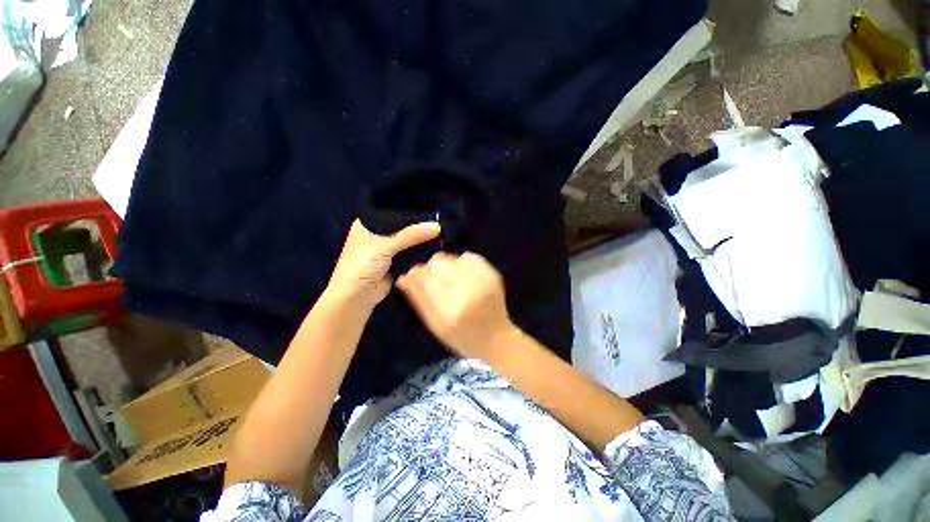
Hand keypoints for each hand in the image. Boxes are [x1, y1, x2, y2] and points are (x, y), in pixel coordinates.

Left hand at [328, 219, 440, 307]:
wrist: (357, 297)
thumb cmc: (362, 265)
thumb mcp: (384, 246)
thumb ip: (410, 235)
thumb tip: (436, 226)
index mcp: (367, 223)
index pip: (391, 210)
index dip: (408, 208)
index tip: (430, 204)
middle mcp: (377, 233)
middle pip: (401, 225)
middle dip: (417, 223)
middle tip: (438, 217)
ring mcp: (386, 248)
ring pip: (407, 238)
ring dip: (419, 237)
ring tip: (440, 228)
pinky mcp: (395, 261)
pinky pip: (410, 251)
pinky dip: (419, 249)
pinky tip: (434, 243)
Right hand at [396, 252, 516, 360]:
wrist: (496, 338)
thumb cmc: (462, 337)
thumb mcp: (436, 325)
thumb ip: (419, 299)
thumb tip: (403, 278)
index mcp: (451, 309)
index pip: (426, 277)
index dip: (416, 273)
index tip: (412, 275)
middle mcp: (468, 290)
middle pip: (439, 262)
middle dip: (431, 268)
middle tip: (433, 279)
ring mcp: (483, 280)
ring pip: (454, 257)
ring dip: (447, 265)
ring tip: (450, 279)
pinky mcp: (493, 274)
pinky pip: (470, 257)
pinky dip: (462, 262)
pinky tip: (463, 275)